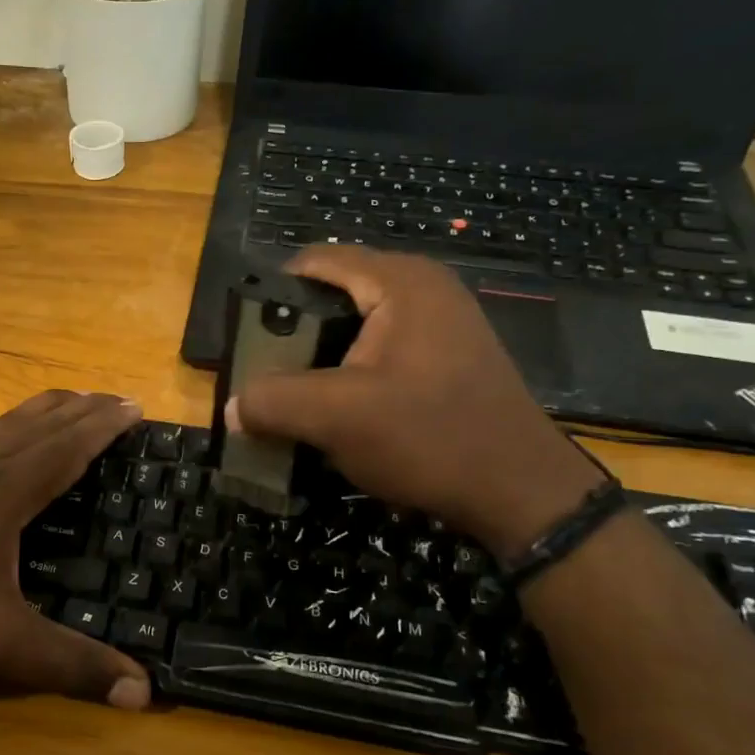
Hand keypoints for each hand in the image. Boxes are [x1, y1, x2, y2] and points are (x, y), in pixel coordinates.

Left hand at [0, 390, 150, 708]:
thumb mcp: (6, 651)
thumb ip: (76, 668)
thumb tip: (145, 694)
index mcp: (1, 496)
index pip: (64, 449)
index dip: (102, 426)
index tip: (134, 406)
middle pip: (35, 427)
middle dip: (79, 410)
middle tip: (116, 398)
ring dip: (38, 411)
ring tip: (66, 401)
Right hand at [227, 247, 604, 556]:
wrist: (521, 492)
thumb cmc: (429, 437)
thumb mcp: (337, 418)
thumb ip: (274, 402)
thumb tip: (233, 407)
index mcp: (399, 281)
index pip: (314, 262)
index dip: (272, 295)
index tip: (247, 341)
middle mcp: (423, 288)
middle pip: (334, 293)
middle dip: (294, 333)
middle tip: (268, 375)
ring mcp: (441, 321)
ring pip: (356, 325)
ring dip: (321, 358)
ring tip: (297, 397)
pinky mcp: (447, 355)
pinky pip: (381, 349)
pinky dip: (352, 372)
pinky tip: (341, 410)